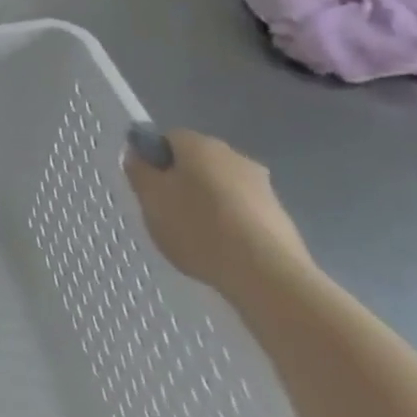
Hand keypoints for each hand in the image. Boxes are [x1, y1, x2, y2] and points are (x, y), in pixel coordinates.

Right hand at [123, 128, 311, 297]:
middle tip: (168, 214)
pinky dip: (230, 225)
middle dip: (181, 183)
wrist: (269, 276)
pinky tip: (224, 251)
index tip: (148, 189)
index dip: (153, 161)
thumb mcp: (151, 199)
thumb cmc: (199, 228)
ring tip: (197, 238)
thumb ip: (138, 171)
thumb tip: (137, 154)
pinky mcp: (280, 216)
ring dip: (207, 204)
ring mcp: (262, 185)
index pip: (167, 139)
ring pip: (221, 187)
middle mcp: (233, 155)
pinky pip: (242, 212)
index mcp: (199, 144)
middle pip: (196, 162)